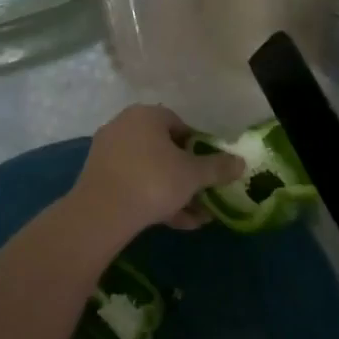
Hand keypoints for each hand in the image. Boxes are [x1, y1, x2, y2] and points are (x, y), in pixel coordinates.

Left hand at [69, 105, 244, 243]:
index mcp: (146, 115)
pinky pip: (133, 183)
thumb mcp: (193, 175)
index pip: (180, 124)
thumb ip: (218, 167)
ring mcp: (107, 152)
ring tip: (195, 217)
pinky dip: (153, 198)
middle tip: (204, 194)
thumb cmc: (153, 182)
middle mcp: (124, 126)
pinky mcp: (98, 177)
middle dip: (187, 174)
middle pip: (164, 149)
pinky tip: (175, 222)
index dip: (198, 147)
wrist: (101, 213)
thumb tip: (241, 163)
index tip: (209, 168)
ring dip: (174, 191)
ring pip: (150, 170)